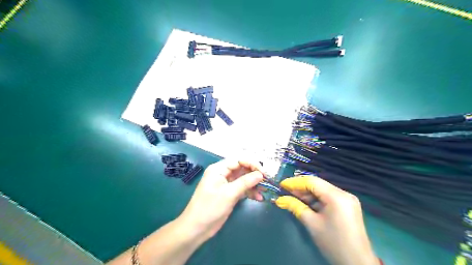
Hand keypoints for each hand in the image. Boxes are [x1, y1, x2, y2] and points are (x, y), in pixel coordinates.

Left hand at [178, 160, 264, 241]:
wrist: (197, 228)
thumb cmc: (210, 208)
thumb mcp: (229, 194)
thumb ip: (245, 182)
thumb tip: (260, 174)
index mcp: (219, 169)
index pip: (238, 160)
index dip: (252, 164)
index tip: (263, 173)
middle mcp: (223, 174)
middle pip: (242, 169)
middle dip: (254, 175)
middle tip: (267, 182)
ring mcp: (226, 184)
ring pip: (243, 179)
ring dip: (254, 184)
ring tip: (265, 190)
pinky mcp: (229, 194)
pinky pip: (241, 189)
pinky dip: (250, 192)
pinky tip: (259, 198)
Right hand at [275, 176, 378, 264]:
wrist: (357, 264)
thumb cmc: (333, 243)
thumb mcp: (312, 224)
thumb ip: (295, 207)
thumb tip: (279, 199)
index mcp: (336, 196)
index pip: (312, 182)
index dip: (295, 182)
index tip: (282, 185)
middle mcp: (344, 193)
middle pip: (318, 185)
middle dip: (300, 188)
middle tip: (285, 191)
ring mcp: (347, 199)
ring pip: (322, 190)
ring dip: (307, 194)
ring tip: (292, 197)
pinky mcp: (347, 206)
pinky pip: (328, 197)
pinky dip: (316, 199)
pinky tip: (305, 202)